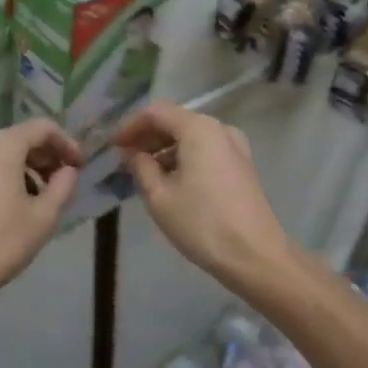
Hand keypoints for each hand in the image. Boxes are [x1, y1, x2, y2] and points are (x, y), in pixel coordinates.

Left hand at [0, 120, 81, 327]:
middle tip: (64, 183)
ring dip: (26, 169)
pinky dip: (5, 177)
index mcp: (2, 145)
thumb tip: (68, 171)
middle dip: (46, 157)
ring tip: (41, 199)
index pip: (44, 128)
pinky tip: (14, 206)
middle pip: (21, 138)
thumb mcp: (42, 217)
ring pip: (2, 154)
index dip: (67, 144)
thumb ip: (63, 186)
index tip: (80, 167)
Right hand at [115, 101, 292, 293]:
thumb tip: (131, 152)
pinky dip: (184, 158)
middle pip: (176, 121)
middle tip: (124, 159)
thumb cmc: (201, 223)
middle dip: (148, 137)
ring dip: (165, 149)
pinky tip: (169, 180)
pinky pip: (206, 151)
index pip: (156, 112)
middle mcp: (219, 129)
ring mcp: (235, 146)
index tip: (113, 146)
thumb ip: (140, 166)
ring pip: (191, 137)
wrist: (255, 255)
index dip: (131, 126)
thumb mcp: (159, 196)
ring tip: (143, 172)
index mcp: (199, 129)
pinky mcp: (241, 165)